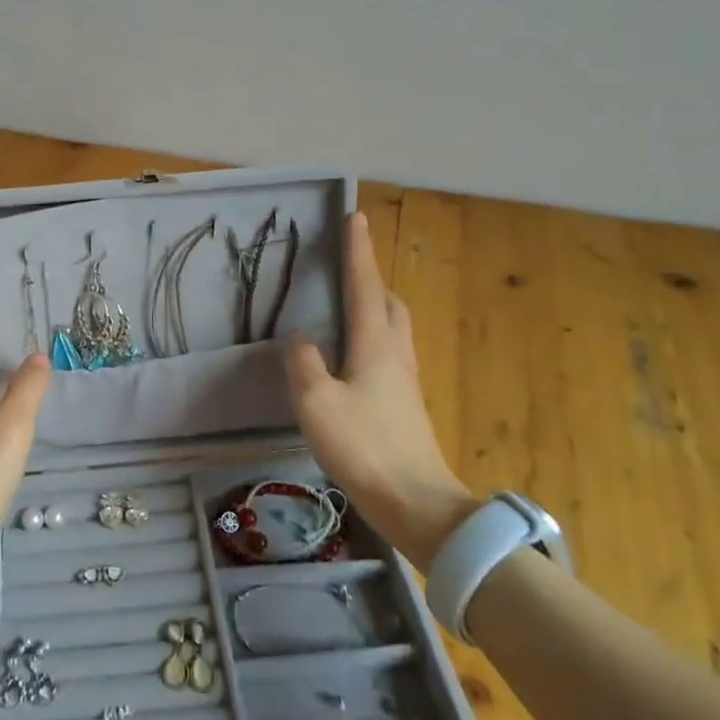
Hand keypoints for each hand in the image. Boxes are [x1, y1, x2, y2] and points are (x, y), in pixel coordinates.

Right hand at [284, 212, 476, 572]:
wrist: (417, 502)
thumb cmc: (363, 446)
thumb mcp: (316, 401)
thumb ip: (304, 362)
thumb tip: (302, 338)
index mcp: (375, 343)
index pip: (364, 284)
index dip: (357, 250)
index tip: (355, 216)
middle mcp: (397, 353)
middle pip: (390, 303)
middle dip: (372, 280)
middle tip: (348, 272)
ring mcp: (407, 380)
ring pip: (394, 329)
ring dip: (375, 310)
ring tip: (348, 313)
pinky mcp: (407, 405)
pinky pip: (391, 354)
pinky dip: (374, 340)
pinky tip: (354, 362)